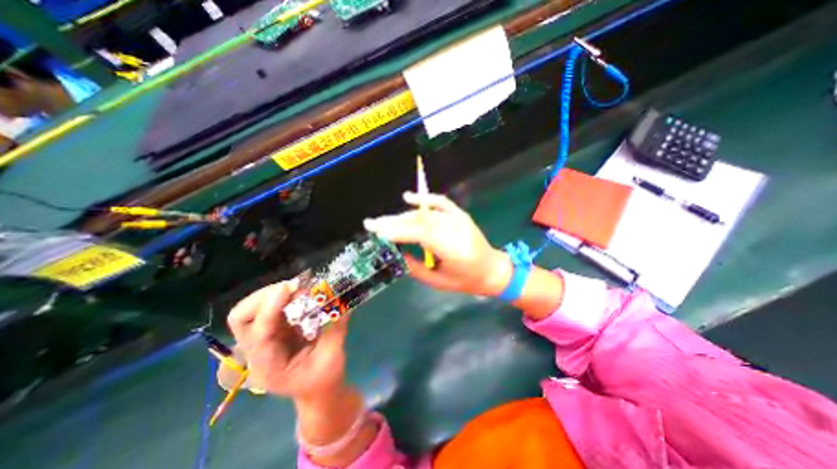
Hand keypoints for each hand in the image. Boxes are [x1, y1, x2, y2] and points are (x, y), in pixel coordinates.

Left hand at [224, 280, 348, 400]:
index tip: (289, 288)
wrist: (317, 389)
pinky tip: (299, 292)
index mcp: (269, 366)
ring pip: (250, 310)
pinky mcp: (273, 329)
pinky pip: (268, 307)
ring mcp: (263, 339)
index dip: (270, 309)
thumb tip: (342, 303)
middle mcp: (257, 352)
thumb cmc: (324, 378)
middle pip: (241, 319)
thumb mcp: (333, 357)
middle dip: (264, 297)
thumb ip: (336, 329)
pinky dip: (281, 295)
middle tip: (293, 286)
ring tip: (298, 287)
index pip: (259, 335)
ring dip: (272, 293)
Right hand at [365, 191, 512, 296]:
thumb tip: (396, 253)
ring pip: (425, 214)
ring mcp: (459, 219)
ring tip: (384, 221)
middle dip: (394, 222)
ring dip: (402, 216)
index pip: (421, 234)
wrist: (492, 270)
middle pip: (420, 221)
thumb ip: (414, 268)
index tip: (377, 232)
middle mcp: (456, 229)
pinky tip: (408, 197)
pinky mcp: (460, 214)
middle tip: (372, 224)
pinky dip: (424, 199)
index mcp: (453, 249)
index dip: (398, 231)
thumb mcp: (437, 282)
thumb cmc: (465, 280)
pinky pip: (440, 202)